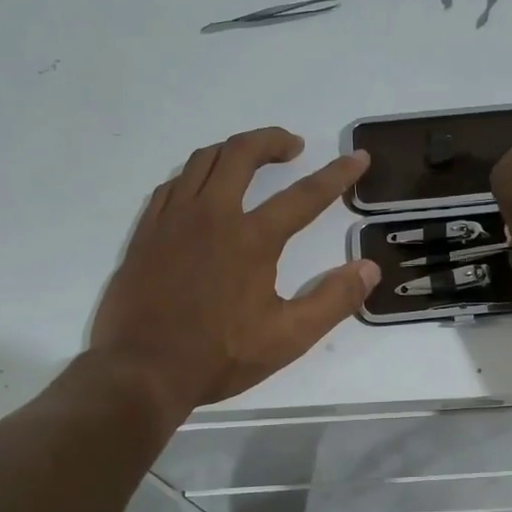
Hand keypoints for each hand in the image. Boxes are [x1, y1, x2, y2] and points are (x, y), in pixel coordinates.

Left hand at [89, 127, 378, 413]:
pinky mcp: (146, 232)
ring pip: (203, 160)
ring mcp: (173, 220)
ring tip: (250, 160)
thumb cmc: (219, 356)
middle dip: (273, 140)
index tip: (358, 158)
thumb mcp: (288, 338)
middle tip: (293, 147)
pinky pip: (173, 185)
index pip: (305, 195)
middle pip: (242, 154)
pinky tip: (202, 191)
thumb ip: (333, 300)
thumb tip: (369, 269)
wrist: (142, 371)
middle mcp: (212, 215)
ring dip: (233, 151)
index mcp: (252, 239)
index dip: (337, 174)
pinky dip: (196, 175)